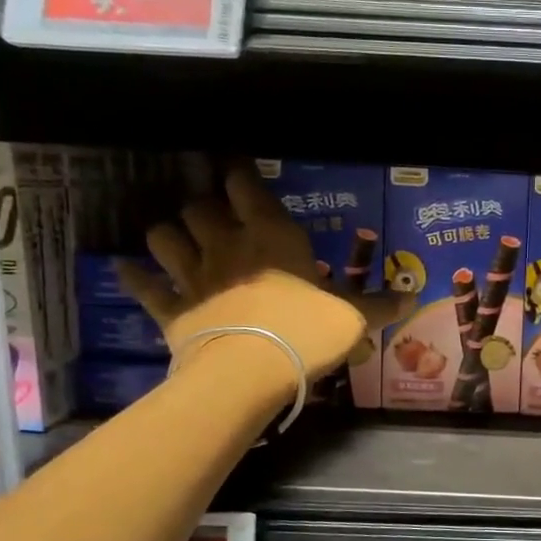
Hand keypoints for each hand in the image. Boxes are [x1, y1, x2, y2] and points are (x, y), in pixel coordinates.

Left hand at [116, 162, 410, 381]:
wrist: (250, 371)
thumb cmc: (307, 332)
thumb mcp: (355, 318)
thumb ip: (380, 305)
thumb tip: (414, 297)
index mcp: (271, 236)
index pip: (246, 186)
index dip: (239, 173)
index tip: (238, 168)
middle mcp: (226, 245)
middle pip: (199, 206)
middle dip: (204, 205)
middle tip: (214, 214)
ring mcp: (193, 276)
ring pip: (163, 236)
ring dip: (168, 233)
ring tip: (175, 238)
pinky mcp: (171, 309)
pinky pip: (143, 286)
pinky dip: (133, 277)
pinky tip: (126, 270)